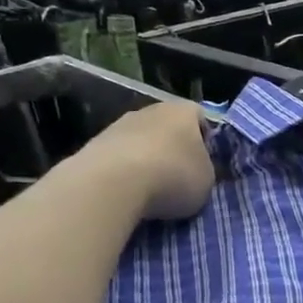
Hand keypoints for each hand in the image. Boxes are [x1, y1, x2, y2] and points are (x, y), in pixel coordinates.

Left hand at [84, 101, 215, 221]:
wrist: (113, 182)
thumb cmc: (173, 176)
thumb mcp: (207, 181)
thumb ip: (205, 170)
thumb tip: (196, 170)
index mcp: (184, 111)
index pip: (201, 118)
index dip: (205, 141)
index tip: (205, 164)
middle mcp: (152, 109)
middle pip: (168, 128)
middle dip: (173, 150)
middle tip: (179, 178)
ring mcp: (120, 124)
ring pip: (141, 141)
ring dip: (147, 160)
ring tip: (151, 191)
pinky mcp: (96, 144)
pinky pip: (119, 157)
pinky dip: (124, 172)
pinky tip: (128, 193)